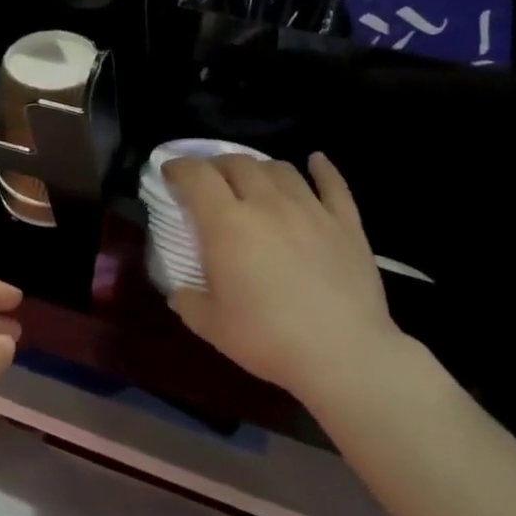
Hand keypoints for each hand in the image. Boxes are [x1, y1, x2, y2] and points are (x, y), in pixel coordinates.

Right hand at [164, 152, 406, 396]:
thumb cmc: (267, 339)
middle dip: (217, 165)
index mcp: (226, 224)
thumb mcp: (211, 326)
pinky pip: (333, 184)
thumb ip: (188, 302)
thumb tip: (180, 292)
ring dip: (260, 167)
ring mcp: (310, 209)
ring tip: (254, 178)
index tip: (170, 171)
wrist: (342, 355)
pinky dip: (322, 169)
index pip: (197, 176)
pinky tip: (316, 161)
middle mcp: (266, 204)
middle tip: (209, 180)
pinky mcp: (346, 223)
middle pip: (238, 163)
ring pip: (280, 169)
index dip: (179, 166)